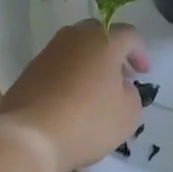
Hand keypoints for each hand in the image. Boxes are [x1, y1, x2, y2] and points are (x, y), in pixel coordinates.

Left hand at [0, 21, 148, 171]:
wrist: (29, 136)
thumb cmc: (87, 120)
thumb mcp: (128, 113)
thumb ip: (131, 94)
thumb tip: (120, 87)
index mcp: (103, 39)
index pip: (129, 35)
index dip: (140, 53)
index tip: (143, 74)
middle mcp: (75, 36)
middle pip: (99, 35)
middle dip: (113, 53)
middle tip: (121, 76)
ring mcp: (49, 51)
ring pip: (76, 48)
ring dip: (89, 63)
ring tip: (96, 90)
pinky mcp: (30, 69)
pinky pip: (58, 65)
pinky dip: (69, 76)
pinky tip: (72, 99)